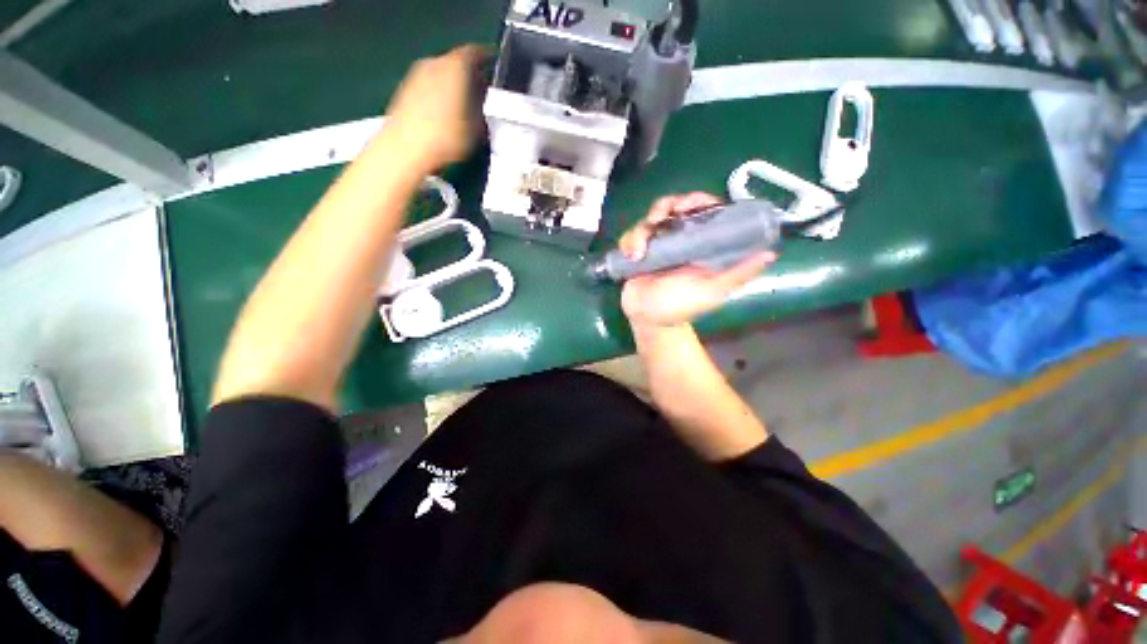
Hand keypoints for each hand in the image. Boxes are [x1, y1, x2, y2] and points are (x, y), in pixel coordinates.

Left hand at [383, 45, 487, 171]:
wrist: (406, 149)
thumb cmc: (446, 138)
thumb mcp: (477, 130)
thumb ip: (481, 112)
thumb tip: (480, 108)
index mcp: (456, 67)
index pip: (475, 53)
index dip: (485, 60)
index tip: (492, 67)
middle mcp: (435, 63)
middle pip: (456, 62)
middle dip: (468, 75)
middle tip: (479, 92)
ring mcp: (417, 75)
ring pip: (441, 73)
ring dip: (452, 85)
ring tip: (462, 106)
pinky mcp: (405, 90)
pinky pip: (429, 85)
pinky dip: (438, 93)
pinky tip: (443, 114)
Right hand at [619, 192, 775, 328]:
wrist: (650, 321)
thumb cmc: (682, 307)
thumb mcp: (713, 291)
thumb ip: (738, 274)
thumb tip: (770, 254)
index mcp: (699, 244)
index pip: (702, 210)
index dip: (696, 200)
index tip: (689, 204)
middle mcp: (678, 239)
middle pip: (672, 207)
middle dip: (665, 207)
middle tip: (659, 218)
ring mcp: (656, 245)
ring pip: (648, 220)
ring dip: (642, 231)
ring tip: (639, 250)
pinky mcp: (637, 252)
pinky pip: (630, 236)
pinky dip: (628, 242)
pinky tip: (631, 257)